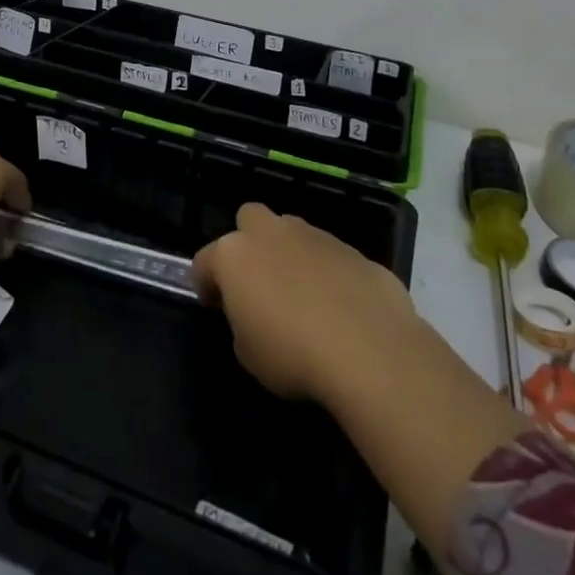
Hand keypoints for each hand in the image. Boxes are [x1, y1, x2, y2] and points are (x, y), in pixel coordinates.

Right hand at [191, 203, 419, 404]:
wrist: (369, 350)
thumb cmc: (293, 355)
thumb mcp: (249, 354)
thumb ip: (243, 323)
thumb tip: (256, 315)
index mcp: (235, 255)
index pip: (204, 261)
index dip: (206, 284)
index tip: (216, 306)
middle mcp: (272, 233)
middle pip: (249, 219)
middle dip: (249, 243)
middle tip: (259, 282)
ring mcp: (315, 236)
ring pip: (293, 232)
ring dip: (291, 255)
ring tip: (304, 298)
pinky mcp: (354, 250)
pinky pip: (330, 256)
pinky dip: (329, 274)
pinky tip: (342, 308)